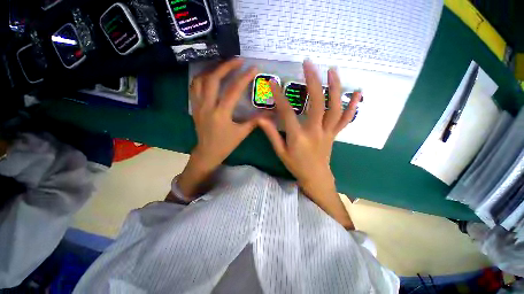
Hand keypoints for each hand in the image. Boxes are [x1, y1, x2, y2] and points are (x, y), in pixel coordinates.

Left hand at [175, 58, 259, 199]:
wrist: (207, 152)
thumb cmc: (226, 144)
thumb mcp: (242, 133)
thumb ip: (254, 121)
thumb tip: (268, 113)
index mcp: (221, 114)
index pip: (233, 91)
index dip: (244, 77)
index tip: (253, 68)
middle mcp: (207, 106)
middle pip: (213, 79)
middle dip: (226, 66)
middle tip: (238, 60)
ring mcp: (198, 105)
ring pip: (200, 80)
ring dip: (213, 69)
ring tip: (224, 65)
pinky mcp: (194, 106)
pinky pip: (194, 87)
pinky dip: (202, 77)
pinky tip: (210, 75)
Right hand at [257, 60, 359, 228]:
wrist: (316, 178)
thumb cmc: (296, 166)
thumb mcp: (280, 152)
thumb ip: (271, 134)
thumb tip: (260, 118)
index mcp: (298, 137)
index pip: (287, 113)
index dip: (279, 96)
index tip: (272, 82)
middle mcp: (315, 131)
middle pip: (317, 103)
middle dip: (313, 81)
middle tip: (308, 64)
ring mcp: (328, 132)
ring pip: (335, 108)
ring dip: (335, 87)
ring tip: (332, 70)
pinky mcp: (335, 134)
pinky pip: (346, 119)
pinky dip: (353, 106)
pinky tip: (358, 92)